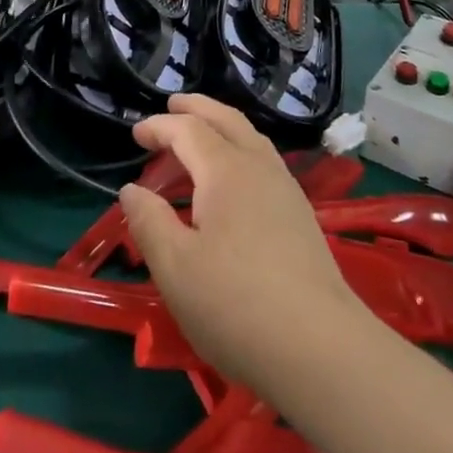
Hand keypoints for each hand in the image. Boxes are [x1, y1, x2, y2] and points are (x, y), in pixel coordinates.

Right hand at [119, 95, 364, 390]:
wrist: (320, 348)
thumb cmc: (236, 305)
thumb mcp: (175, 268)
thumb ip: (149, 222)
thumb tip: (132, 189)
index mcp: (225, 171)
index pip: (188, 131)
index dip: (160, 127)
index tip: (136, 133)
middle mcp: (258, 167)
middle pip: (227, 120)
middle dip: (198, 108)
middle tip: (173, 104)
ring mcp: (286, 189)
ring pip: (252, 138)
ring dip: (222, 125)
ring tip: (203, 132)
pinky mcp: (301, 215)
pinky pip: (264, 160)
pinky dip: (241, 148)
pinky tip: (237, 177)